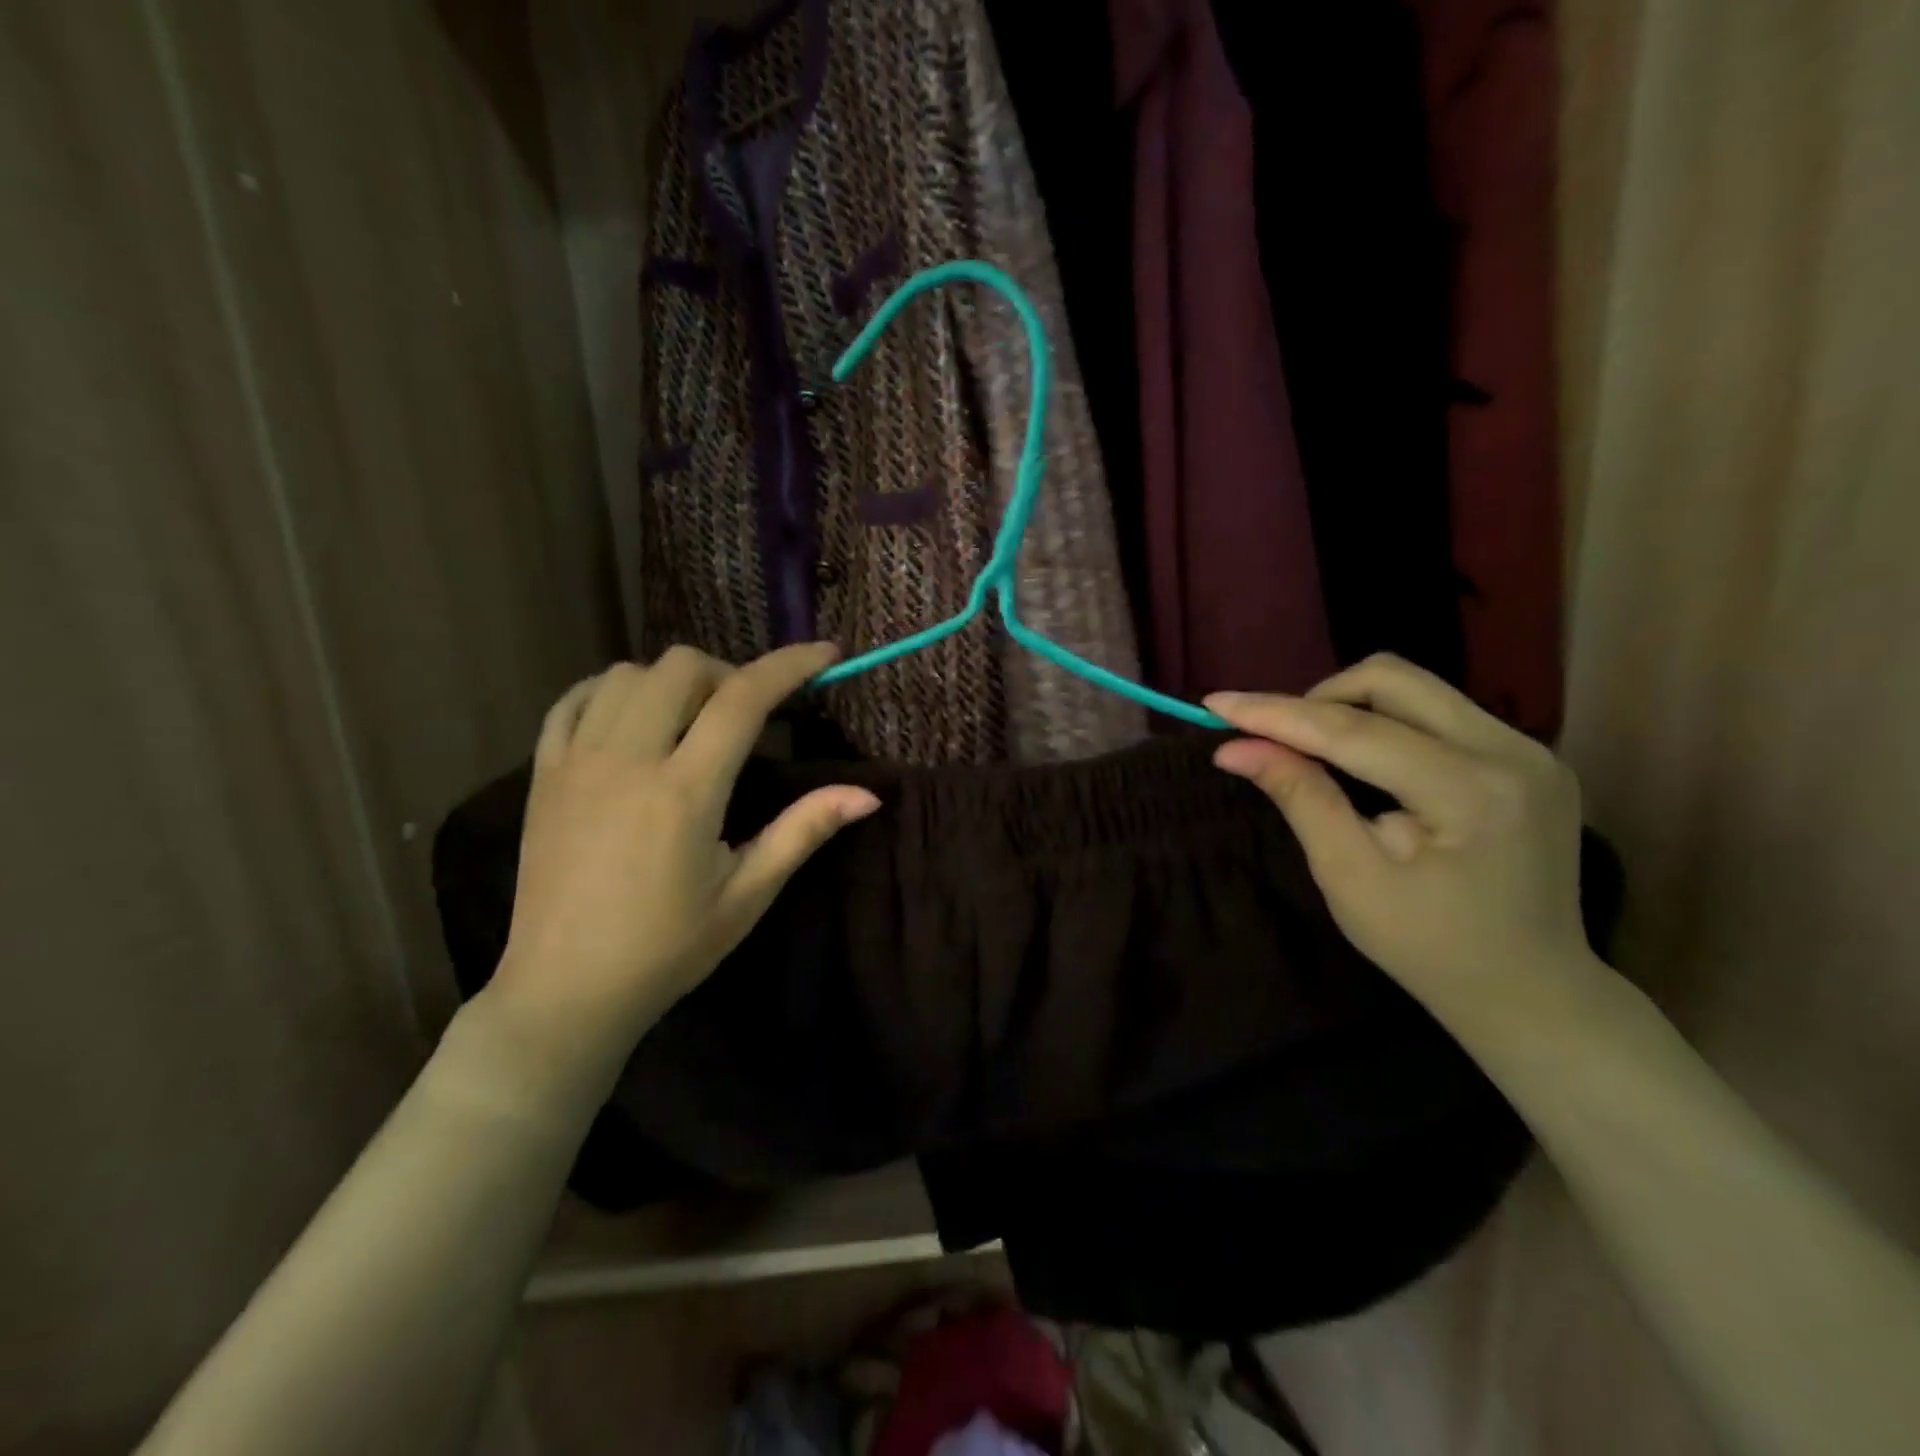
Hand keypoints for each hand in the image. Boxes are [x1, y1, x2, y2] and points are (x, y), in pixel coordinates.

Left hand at [487, 644, 879, 1073]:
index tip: (825, 654)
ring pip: (627, 674)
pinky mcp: (542, 774)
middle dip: (729, 674)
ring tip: (692, 721)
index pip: (744, 698)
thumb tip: (869, 794)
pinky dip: (612, 692)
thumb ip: (804, 831)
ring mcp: (576, 762)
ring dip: (673, 682)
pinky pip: (574, 700)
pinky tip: (634, 721)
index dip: (790, 665)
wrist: (565, 991)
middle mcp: (627, 760)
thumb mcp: (748, 894)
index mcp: (685, 791)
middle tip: (749, 717)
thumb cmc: (668, 948)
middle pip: (682, 667)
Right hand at [1206, 655, 1593, 1008]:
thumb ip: (1299, 797)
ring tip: (1313, 751)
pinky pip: (1438, 712)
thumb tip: (1234, 748)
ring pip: (1415, 689)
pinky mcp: (1528, 756)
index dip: (1276, 713)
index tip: (1215, 703)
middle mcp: (1512, 751)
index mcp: (1470, 793)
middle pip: (1393, 680)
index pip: (1353, 730)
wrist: (1532, 991)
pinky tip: (1365, 764)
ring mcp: (1528, 749)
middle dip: (1318, 699)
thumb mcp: (1349, 877)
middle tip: (1275, 739)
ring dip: (1350, 708)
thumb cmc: (1429, 947)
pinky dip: (1385, 724)